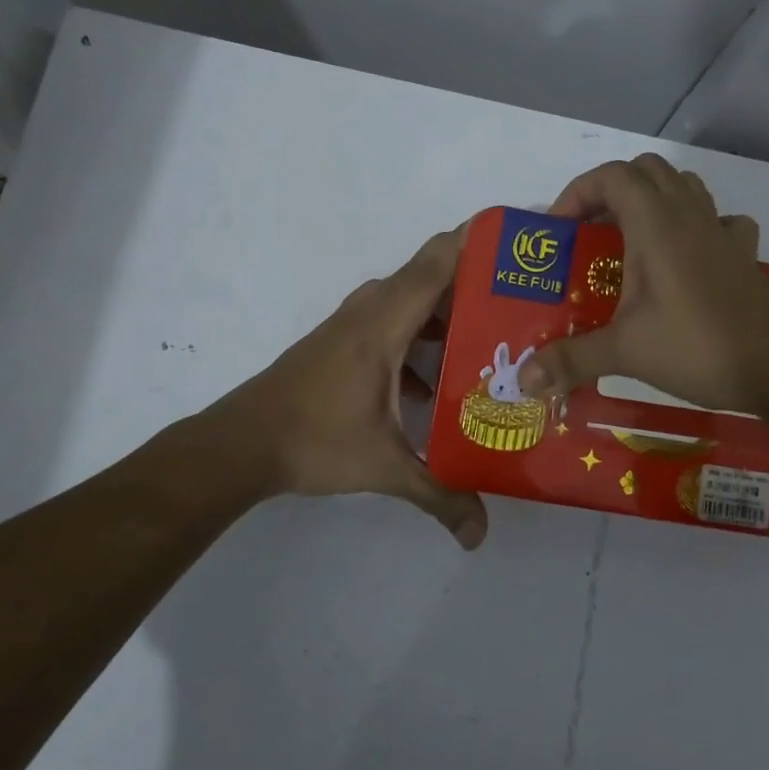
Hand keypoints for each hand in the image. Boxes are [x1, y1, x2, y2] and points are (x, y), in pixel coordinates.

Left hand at [211, 226, 487, 548]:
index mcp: (384, 323)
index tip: (517, 236)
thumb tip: (480, 533)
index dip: (476, 241)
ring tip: (496, 336)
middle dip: (478, 282)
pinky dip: (423, 334)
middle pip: (431, 277)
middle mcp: (370, 311)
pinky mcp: (344, 342)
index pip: (436, 263)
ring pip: (412, 300)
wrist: (242, 444)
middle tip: (526, 300)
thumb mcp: (384, 467)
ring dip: (450, 311)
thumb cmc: (314, 440)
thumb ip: (438, 494)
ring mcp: (354, 324)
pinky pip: (395, 320)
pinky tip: (444, 377)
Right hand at [518, 154, 768, 414]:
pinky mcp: (744, 256)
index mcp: (656, 224)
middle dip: (610, 191)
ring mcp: (721, 233)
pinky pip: (719, 220)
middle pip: (646, 171)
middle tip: (590, 233)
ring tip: (631, 239)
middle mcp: (689, 216)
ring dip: (652, 200)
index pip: (611, 176)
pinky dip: (697, 226)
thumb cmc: (698, 345)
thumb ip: (571, 360)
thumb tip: (522, 380)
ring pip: (684, 187)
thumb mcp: (626, 352)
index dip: (577, 193)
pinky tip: (688, 257)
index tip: (558, 231)